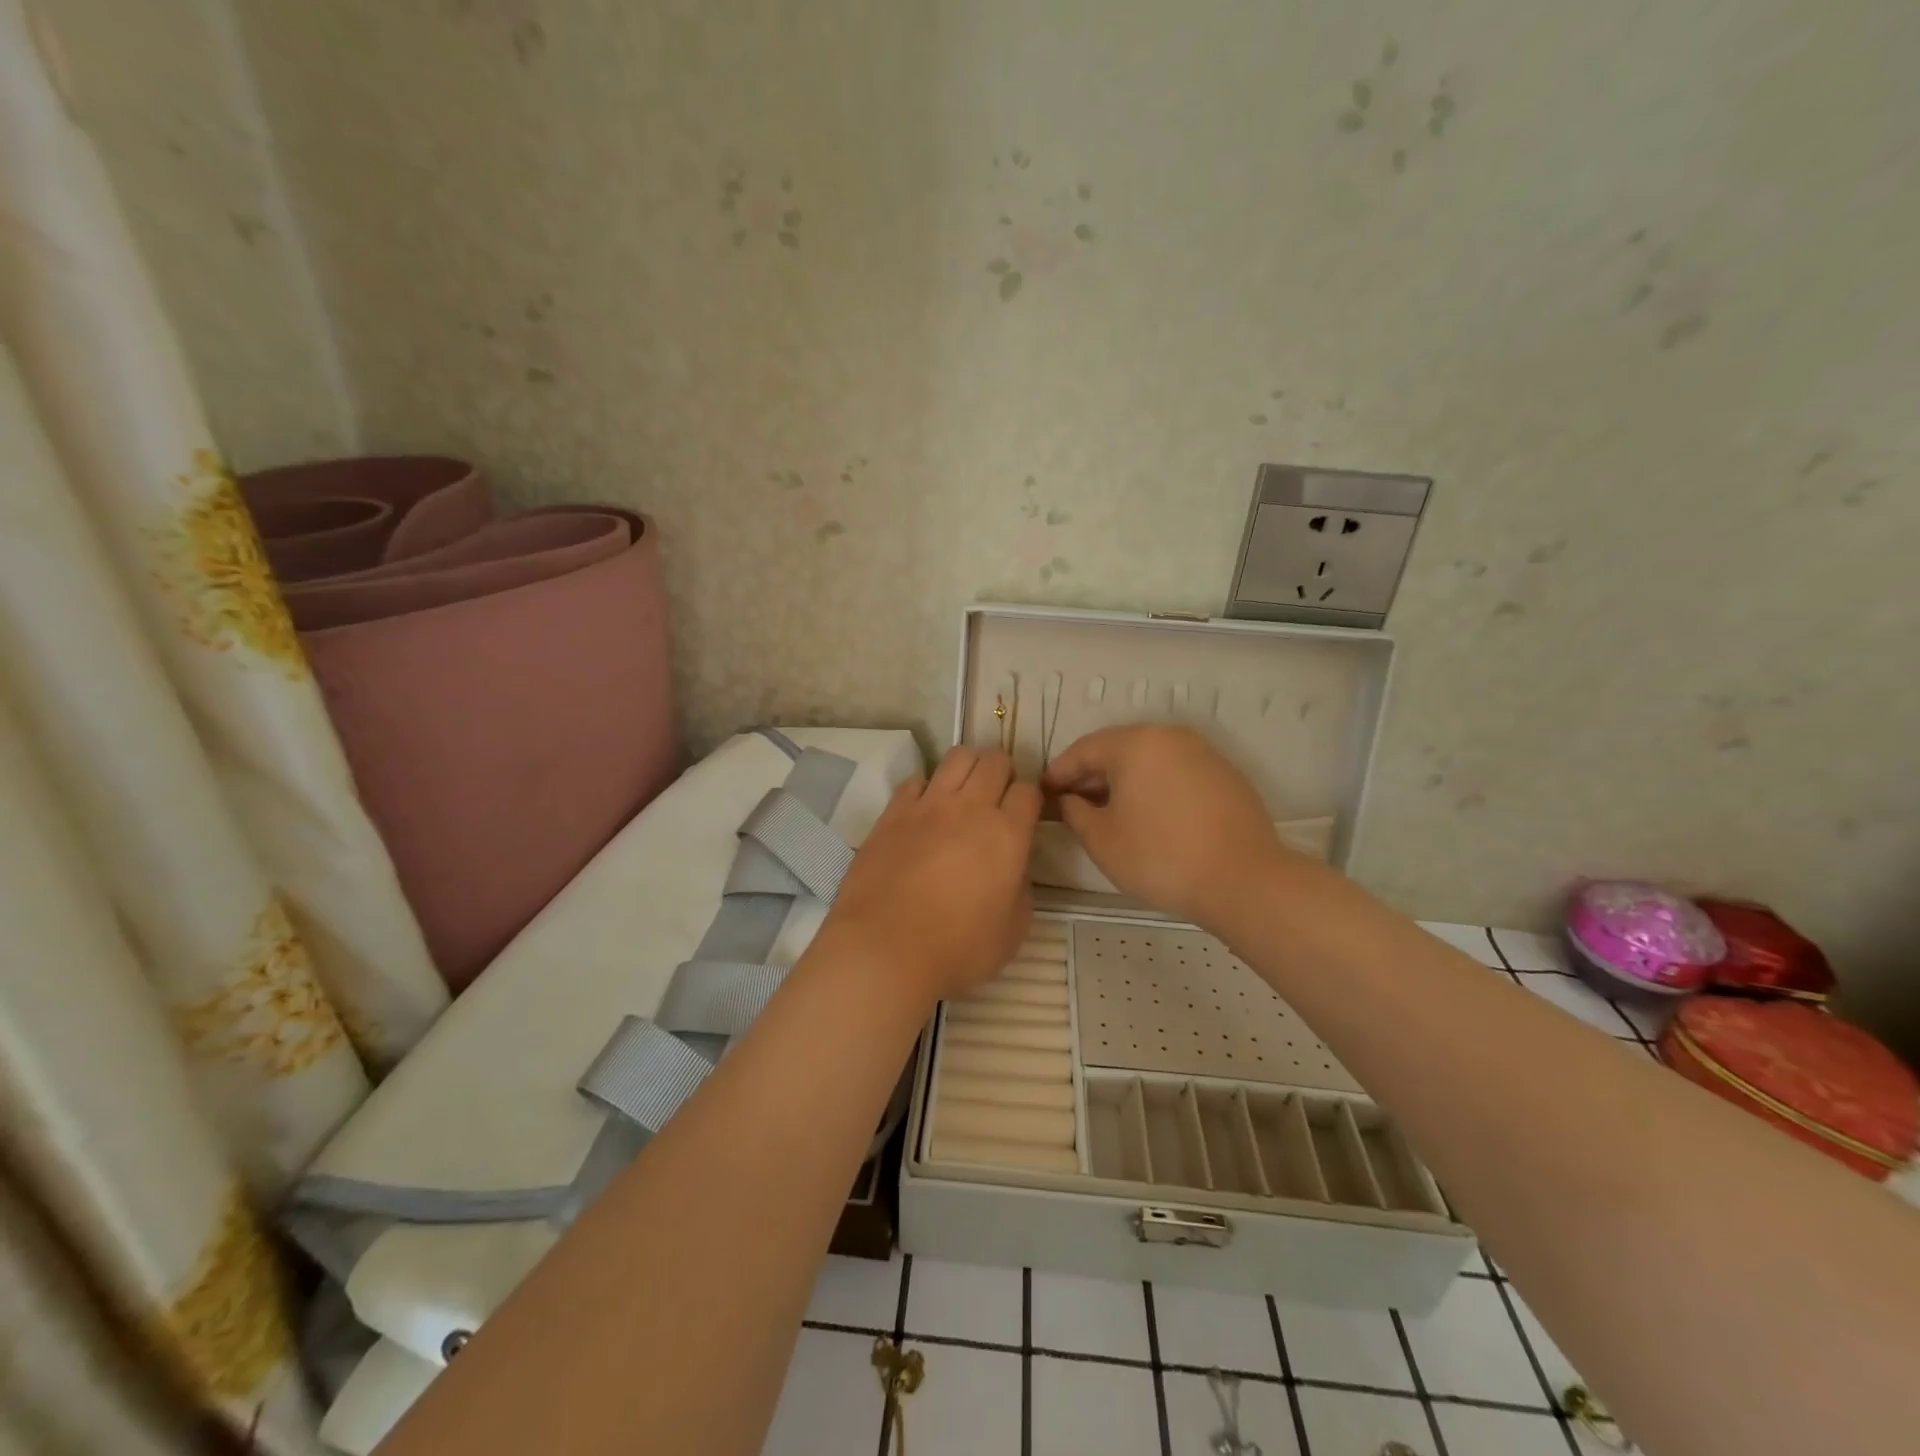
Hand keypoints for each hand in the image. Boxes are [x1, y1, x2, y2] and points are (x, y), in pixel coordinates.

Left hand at [820, 748, 1040, 1004]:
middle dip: (1003, 772)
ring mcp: (928, 805)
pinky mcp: (892, 813)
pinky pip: (916, 780)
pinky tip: (924, 811)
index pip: (1029, 791)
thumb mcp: (1013, 931)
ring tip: (964, 793)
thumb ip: (1021, 890)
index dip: (1031, 799)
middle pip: (995, 760)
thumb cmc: (957, 949)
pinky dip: (926, 788)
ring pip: (957, 757)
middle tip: (997, 798)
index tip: (1025, 816)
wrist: (884, 950)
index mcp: (1007, 834)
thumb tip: (1013, 869)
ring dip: (968, 768)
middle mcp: (970, 808)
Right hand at [1042, 724, 1294, 931]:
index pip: (1084, 749)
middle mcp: (1169, 736)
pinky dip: (1154, 786)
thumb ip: (1075, 812)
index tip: (1044, 792)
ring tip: (1108, 810)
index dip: (1059, 771)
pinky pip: (1176, 771)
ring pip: (1149, 759)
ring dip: (1124, 780)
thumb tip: (1070, 799)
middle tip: (1072, 802)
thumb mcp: (1101, 840)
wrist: (1243, 880)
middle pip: (1118, 748)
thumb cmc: (1160, 857)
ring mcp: (1202, 753)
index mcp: (1135, 744)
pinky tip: (1149, 815)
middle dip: (1092, 774)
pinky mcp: (1225, 775)